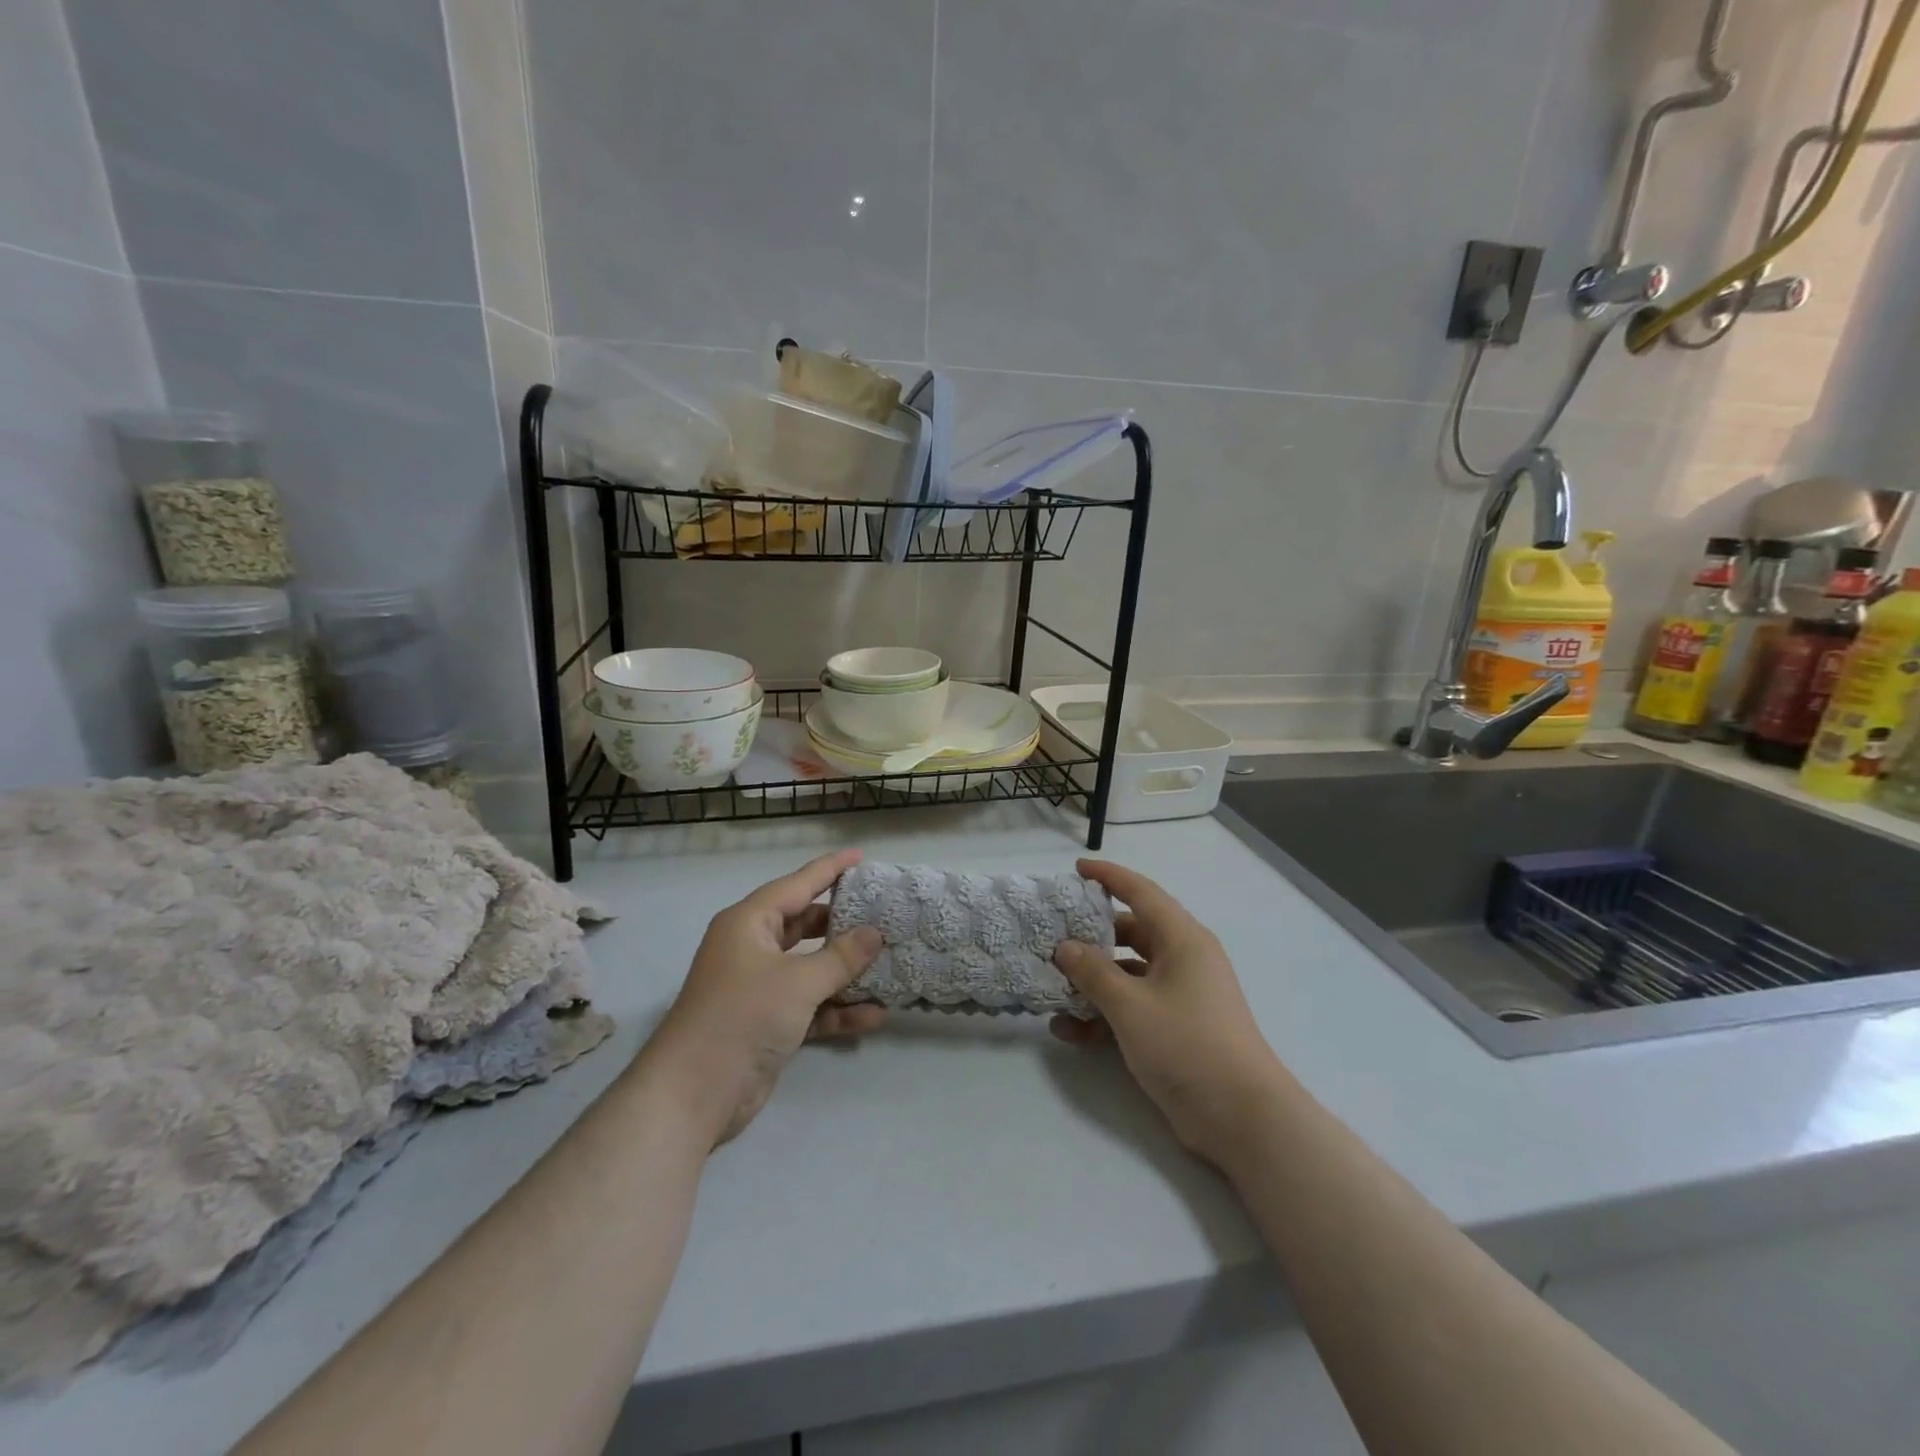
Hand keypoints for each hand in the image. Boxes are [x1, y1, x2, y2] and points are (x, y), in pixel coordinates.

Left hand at [642, 848, 883, 1147]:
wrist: (694, 1093)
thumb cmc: (743, 1016)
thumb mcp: (799, 981)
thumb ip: (842, 957)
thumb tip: (875, 933)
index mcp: (750, 922)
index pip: (798, 884)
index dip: (831, 869)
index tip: (861, 857)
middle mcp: (753, 948)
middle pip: (806, 925)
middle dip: (844, 924)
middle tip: (883, 915)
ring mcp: (759, 987)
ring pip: (811, 968)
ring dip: (846, 971)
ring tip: (889, 964)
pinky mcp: (768, 1023)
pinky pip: (810, 1005)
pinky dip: (837, 1009)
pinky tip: (874, 1015)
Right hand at [1051, 859, 1285, 1164]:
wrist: (1242, 1118)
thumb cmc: (1187, 1044)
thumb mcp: (1130, 1005)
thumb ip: (1093, 972)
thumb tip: (1065, 947)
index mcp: (1182, 939)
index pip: (1141, 892)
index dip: (1109, 876)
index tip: (1077, 869)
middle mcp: (1183, 959)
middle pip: (1130, 933)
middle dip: (1091, 937)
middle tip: (1053, 938)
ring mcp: (1181, 994)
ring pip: (1128, 973)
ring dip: (1092, 982)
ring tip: (1052, 991)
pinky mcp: (1176, 1027)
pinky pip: (1134, 1006)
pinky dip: (1105, 1014)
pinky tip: (1071, 1033)